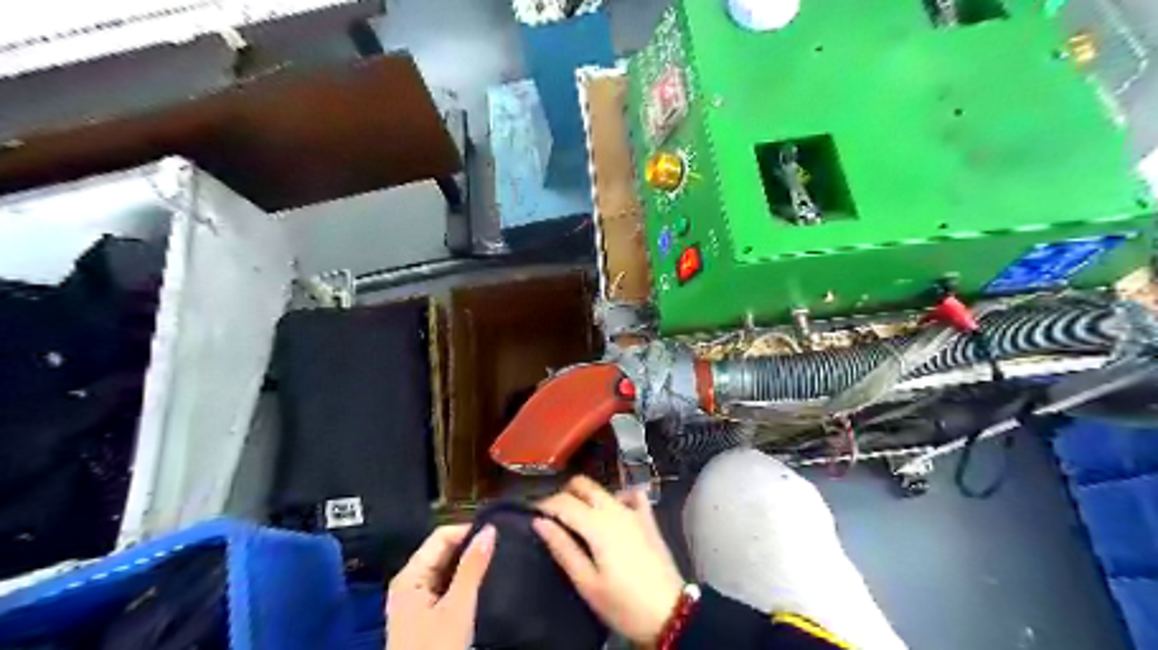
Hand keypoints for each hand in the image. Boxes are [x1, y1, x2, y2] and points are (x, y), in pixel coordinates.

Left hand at [387, 526, 494, 647]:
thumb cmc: (435, 649)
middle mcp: (410, 582)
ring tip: (498, 562)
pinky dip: (464, 583)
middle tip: (503, 547)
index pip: (441, 537)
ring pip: (447, 570)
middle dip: (471, 548)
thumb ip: (473, 567)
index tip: (499, 533)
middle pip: (443, 552)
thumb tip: (490, 530)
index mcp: (410, 575)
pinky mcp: (424, 616)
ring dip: (469, 566)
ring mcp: (416, 600)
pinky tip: (484, 584)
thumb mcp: (458, 607)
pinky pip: (446, 587)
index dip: (468, 531)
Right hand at [536, 478, 684, 644]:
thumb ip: (563, 549)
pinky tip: (612, 511)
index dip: (544, 504)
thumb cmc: (623, 603)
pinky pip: (631, 495)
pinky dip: (617, 496)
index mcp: (597, 524)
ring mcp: (634, 510)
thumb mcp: (587, 583)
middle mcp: (614, 508)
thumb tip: (540, 522)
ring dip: (586, 496)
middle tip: (552, 515)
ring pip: (603, 489)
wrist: (670, 612)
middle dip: (564, 494)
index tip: (531, 513)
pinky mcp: (648, 518)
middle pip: (583, 485)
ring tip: (576, 517)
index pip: (563, 502)